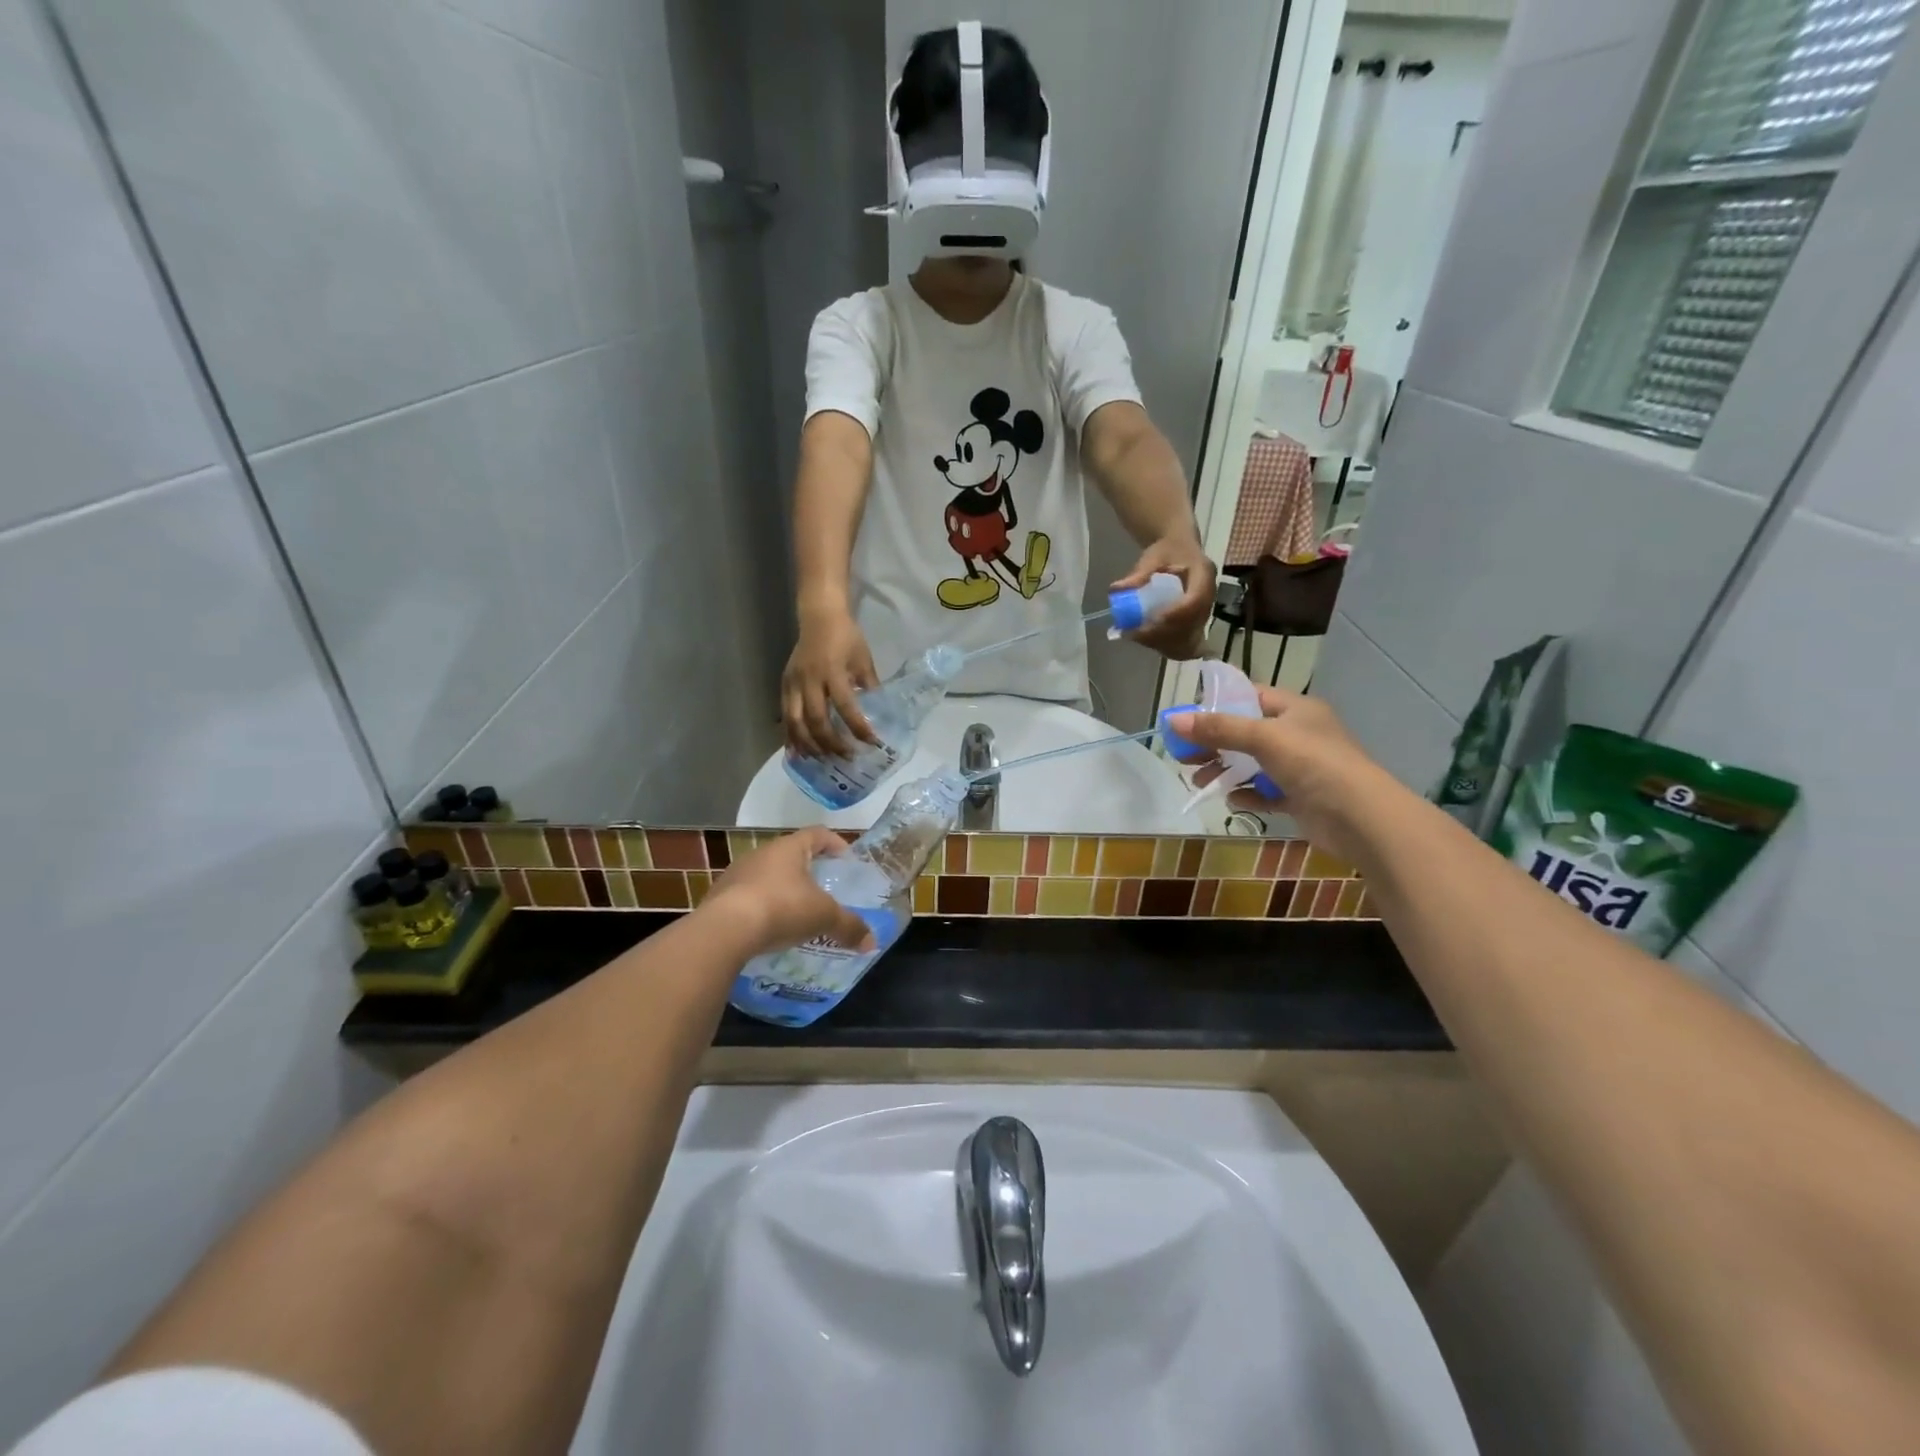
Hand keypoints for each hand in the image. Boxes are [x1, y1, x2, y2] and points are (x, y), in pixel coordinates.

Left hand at [702, 828, 876, 958]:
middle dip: (809, 870)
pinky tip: (770, 929)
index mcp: (789, 848)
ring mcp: (737, 874)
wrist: (724, 930)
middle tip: (825, 889)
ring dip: (783, 890)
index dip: (835, 843)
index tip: (847, 859)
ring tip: (797, 913)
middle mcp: (761, 853)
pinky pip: (749, 897)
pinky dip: (763, 908)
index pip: (817, 834)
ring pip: (768, 876)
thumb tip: (872, 942)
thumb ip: (849, 926)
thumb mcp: (824, 918)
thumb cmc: (782, 908)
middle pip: (791, 855)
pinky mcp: (719, 897)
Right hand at [782, 607, 879, 758]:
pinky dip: (790, 737)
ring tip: (822, 760)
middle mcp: (809, 680)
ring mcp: (793, 684)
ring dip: (809, 745)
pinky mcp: (784, 686)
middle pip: (817, 720)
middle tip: (846, 757)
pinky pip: (785, 717)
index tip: (872, 743)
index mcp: (832, 671)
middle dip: (832, 743)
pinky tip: (798, 752)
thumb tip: (880, 715)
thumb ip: (869, 687)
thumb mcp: (864, 660)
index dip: (858, 727)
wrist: (819, 617)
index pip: (845, 706)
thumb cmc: (846, 637)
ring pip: (796, 723)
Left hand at [1114, 537, 1215, 658]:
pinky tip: (1146, 641)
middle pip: (1192, 624)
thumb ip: (1139, 573)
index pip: (1195, 600)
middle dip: (1163, 633)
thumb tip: (1117, 589)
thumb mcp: (1152, 556)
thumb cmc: (1167, 551)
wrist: (1180, 549)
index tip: (1150, 621)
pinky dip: (1167, 646)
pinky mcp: (1196, 623)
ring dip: (1163, 642)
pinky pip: (1186, 643)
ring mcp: (1205, 612)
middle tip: (1134, 633)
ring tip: (1136, 637)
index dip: (1175, 614)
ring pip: (1189, 638)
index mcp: (1204, 574)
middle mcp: (1209, 596)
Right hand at [1170, 687, 1387, 867]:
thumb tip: (1172, 719)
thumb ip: (1218, 728)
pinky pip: (1264, 792)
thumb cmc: (1313, 763)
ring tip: (1198, 781)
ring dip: (1224, 770)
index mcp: (1295, 709)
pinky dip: (1247, 794)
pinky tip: (1233, 800)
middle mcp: (1297, 734)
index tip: (1187, 718)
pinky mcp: (1299, 797)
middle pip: (1245, 732)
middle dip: (1213, 743)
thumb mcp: (1262, 738)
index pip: (1249, 696)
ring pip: (1251, 763)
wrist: (1360, 817)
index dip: (1217, 704)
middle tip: (1183, 755)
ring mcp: (1299, 767)